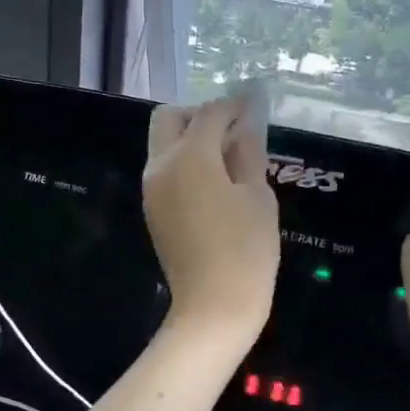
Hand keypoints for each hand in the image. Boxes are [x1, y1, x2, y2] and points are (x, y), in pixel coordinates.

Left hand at [144, 96, 279, 344]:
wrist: (214, 307)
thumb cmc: (246, 250)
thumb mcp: (257, 196)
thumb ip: (249, 153)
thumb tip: (247, 123)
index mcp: (189, 156)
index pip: (210, 113)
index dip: (234, 104)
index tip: (254, 103)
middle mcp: (161, 166)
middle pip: (170, 119)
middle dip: (200, 114)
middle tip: (232, 129)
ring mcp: (152, 190)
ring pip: (163, 145)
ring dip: (190, 139)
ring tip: (229, 157)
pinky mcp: (153, 211)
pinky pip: (165, 171)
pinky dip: (186, 163)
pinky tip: (215, 182)